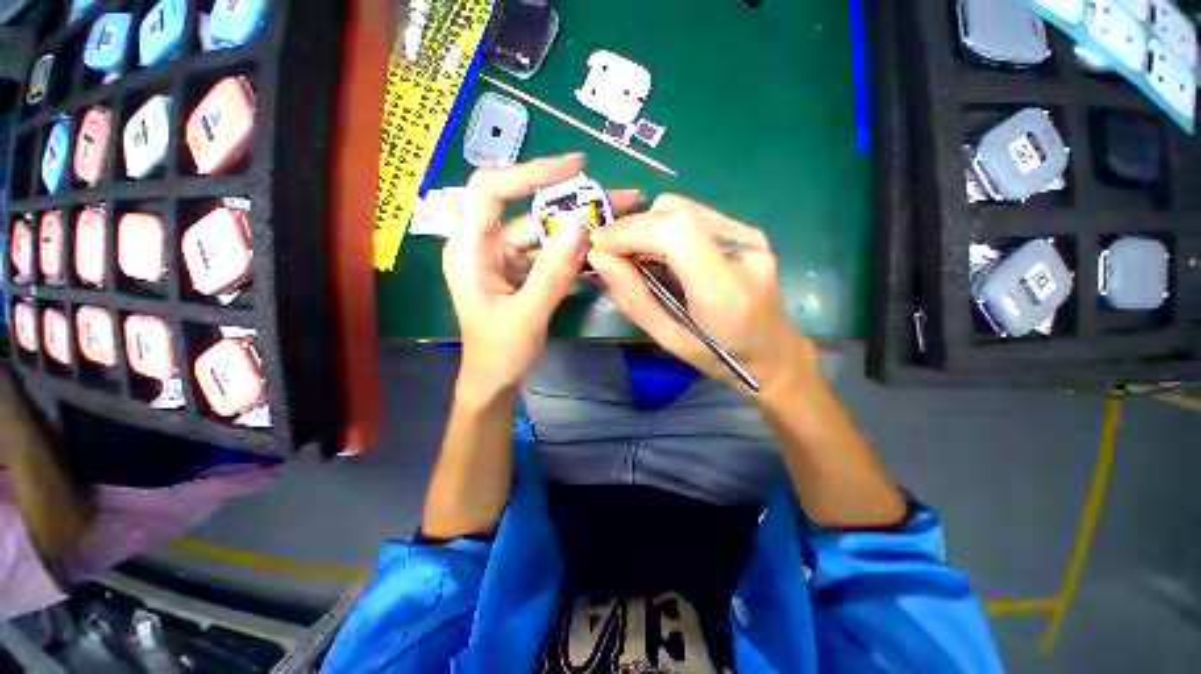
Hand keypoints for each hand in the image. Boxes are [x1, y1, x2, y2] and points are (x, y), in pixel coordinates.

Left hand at [443, 155, 638, 399]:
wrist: (494, 382)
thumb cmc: (499, 353)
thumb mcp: (527, 314)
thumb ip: (553, 272)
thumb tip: (581, 224)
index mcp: (469, 249)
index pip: (491, 190)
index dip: (530, 171)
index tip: (575, 166)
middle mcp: (486, 246)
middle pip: (529, 211)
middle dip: (574, 204)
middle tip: (620, 198)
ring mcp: (506, 260)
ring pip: (545, 233)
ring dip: (579, 229)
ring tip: (619, 222)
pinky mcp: (522, 273)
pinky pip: (550, 254)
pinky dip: (574, 252)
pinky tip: (601, 250)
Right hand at [588, 195, 817, 396]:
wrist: (774, 353)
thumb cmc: (720, 358)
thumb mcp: (669, 339)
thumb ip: (633, 298)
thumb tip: (599, 258)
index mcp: (725, 289)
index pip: (675, 232)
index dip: (630, 231)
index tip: (599, 247)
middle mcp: (743, 249)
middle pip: (674, 211)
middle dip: (634, 229)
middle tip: (615, 256)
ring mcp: (748, 235)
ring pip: (681, 208)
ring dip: (649, 228)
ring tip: (640, 259)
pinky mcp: (746, 231)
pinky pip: (693, 215)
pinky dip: (666, 229)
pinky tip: (665, 257)